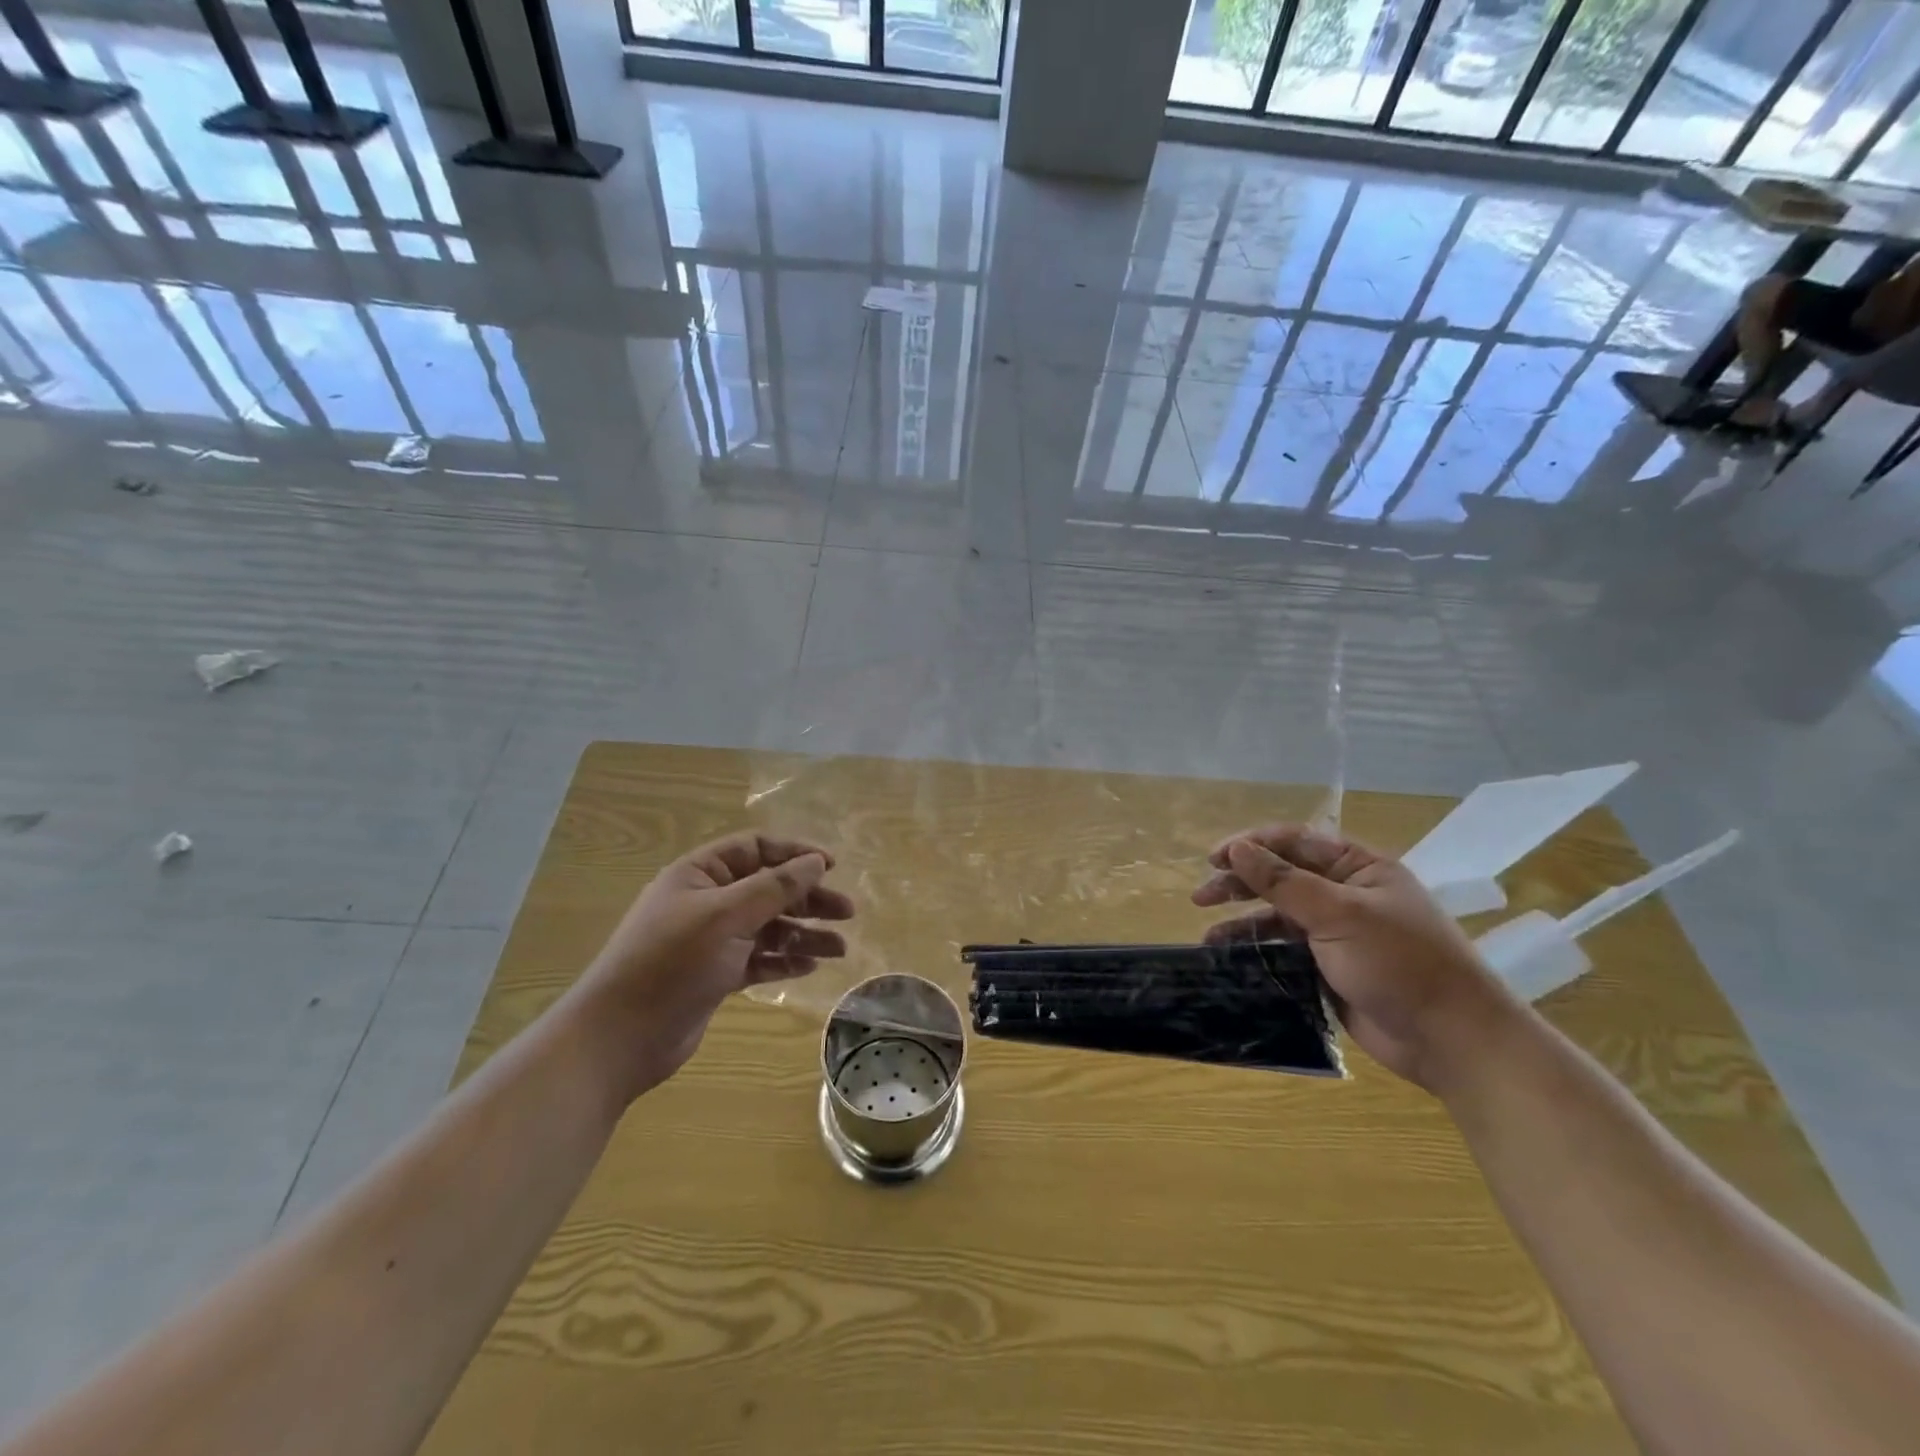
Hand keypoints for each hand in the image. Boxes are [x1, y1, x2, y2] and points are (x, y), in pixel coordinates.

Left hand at [576, 833, 853, 1093]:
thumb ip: (774, 887)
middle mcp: (706, 902)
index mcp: (699, 874)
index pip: (755, 849)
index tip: (832, 867)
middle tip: (847, 912)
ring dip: (803, 934)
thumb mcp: (726, 917)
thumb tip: (815, 862)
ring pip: (767, 927)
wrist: (618, 1039)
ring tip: (839, 949)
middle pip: (767, 889)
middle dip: (808, 899)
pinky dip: (783, 961)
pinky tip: (809, 968)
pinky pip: (757, 959)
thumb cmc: (671, 963)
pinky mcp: (714, 975)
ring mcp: (710, 941)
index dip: (794, 854)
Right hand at [1192, 824, 1518, 1092]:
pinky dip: (1259, 952)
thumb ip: (1283, 881)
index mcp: (1359, 869)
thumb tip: (1237, 848)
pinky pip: (1286, 951)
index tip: (1213, 859)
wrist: (1453, 1040)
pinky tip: (1232, 960)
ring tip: (1209, 936)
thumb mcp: (1339, 914)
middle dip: (1240, 883)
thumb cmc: (1401, 962)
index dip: (1251, 845)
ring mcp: (1339, 934)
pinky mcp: (1331, 969)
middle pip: (1282, 877)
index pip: (1295, 842)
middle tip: (1202, 896)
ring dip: (1244, 922)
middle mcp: (1346, 895)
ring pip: (1280, 917)